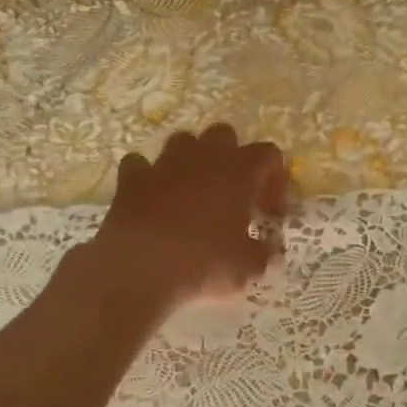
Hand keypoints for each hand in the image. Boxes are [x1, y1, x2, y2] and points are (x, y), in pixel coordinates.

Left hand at [85, 125, 289, 313]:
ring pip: (183, 141)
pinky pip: (141, 164)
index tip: (270, 211)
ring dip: (192, 160)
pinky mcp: (131, 179)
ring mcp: (164, 164)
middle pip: (224, 135)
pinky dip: (149, 177)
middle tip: (233, 194)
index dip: (275, 179)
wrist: (137, 271)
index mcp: (239, 172)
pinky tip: (152, 198)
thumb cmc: (202, 264)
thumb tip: (271, 250)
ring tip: (194, 192)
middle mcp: (203, 157)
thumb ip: (265, 253)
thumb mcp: (247, 268)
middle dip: (232, 157)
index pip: (269, 154)